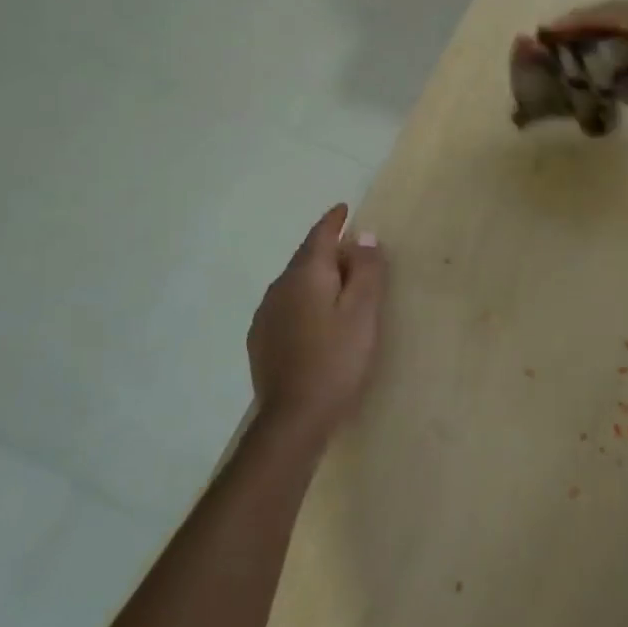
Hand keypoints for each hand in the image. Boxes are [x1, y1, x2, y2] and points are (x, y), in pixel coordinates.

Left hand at [247, 203, 386, 439]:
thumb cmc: (337, 360)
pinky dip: (303, 300)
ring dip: (315, 276)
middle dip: (326, 249)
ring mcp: (265, 314)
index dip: (334, 221)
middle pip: (305, 257)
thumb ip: (366, 270)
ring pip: (294, 282)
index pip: (319, 235)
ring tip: (337, 284)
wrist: (294, 417)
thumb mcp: (363, 313)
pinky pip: (286, 305)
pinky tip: (314, 318)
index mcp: (305, 274)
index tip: (344, 208)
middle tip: (351, 250)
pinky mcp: (261, 339)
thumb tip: (363, 236)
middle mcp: (279, 286)